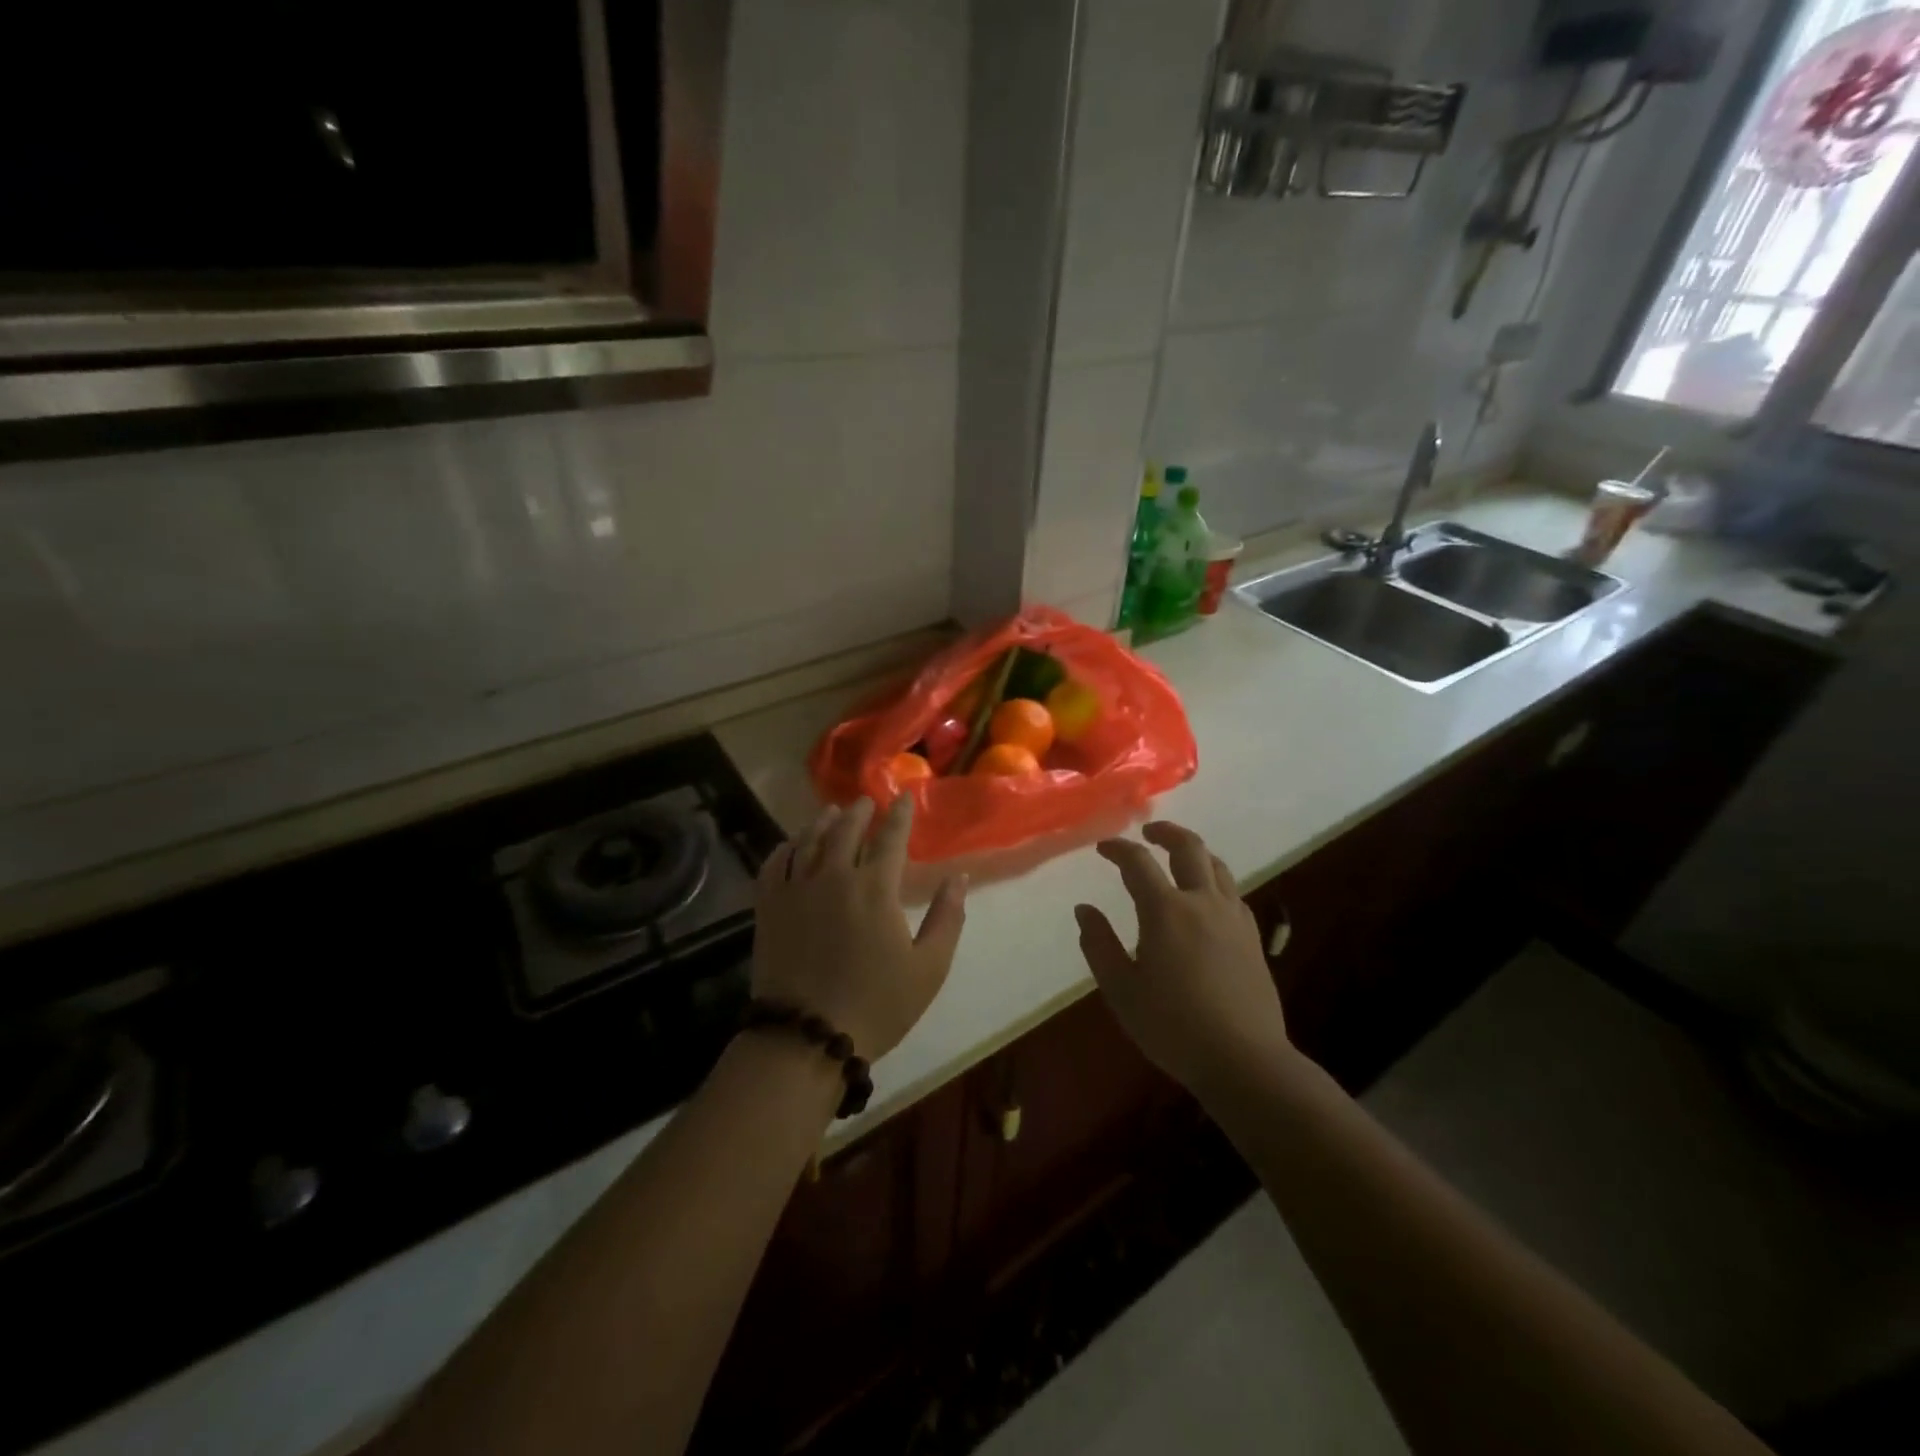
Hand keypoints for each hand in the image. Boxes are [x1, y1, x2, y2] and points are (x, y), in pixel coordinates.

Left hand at [753, 796, 967, 1060]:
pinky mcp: (768, 907)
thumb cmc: (877, 1005)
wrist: (807, 1038)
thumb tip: (958, 878)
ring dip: (823, 822)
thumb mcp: (929, 968)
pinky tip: (791, 844)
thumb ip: (947, 918)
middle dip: (860, 812)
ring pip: (808, 841)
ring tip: (832, 812)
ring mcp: (795, 889)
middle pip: (846, 830)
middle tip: (867, 801)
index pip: (890, 838)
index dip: (899, 815)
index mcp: (875, 888)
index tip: (903, 798)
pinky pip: (774, 864)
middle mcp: (833, 876)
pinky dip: (785, 847)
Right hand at [1074, 821, 1293, 1093]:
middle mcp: (1202, 902)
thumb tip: (1084, 910)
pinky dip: (1214, 880)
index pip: (1138, 862)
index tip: (1102, 848)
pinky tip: (1206, 898)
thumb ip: (1099, 945)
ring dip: (1194, 852)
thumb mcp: (1121, 990)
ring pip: (1217, 866)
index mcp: (1166, 911)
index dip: (1118, 849)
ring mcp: (1233, 918)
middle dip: (1166, 832)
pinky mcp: (1252, 937)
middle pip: (1189, 847)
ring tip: (1177, 857)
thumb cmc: (1173, 1027)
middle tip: (1148, 833)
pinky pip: (1232, 892)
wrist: (1244, 1060)